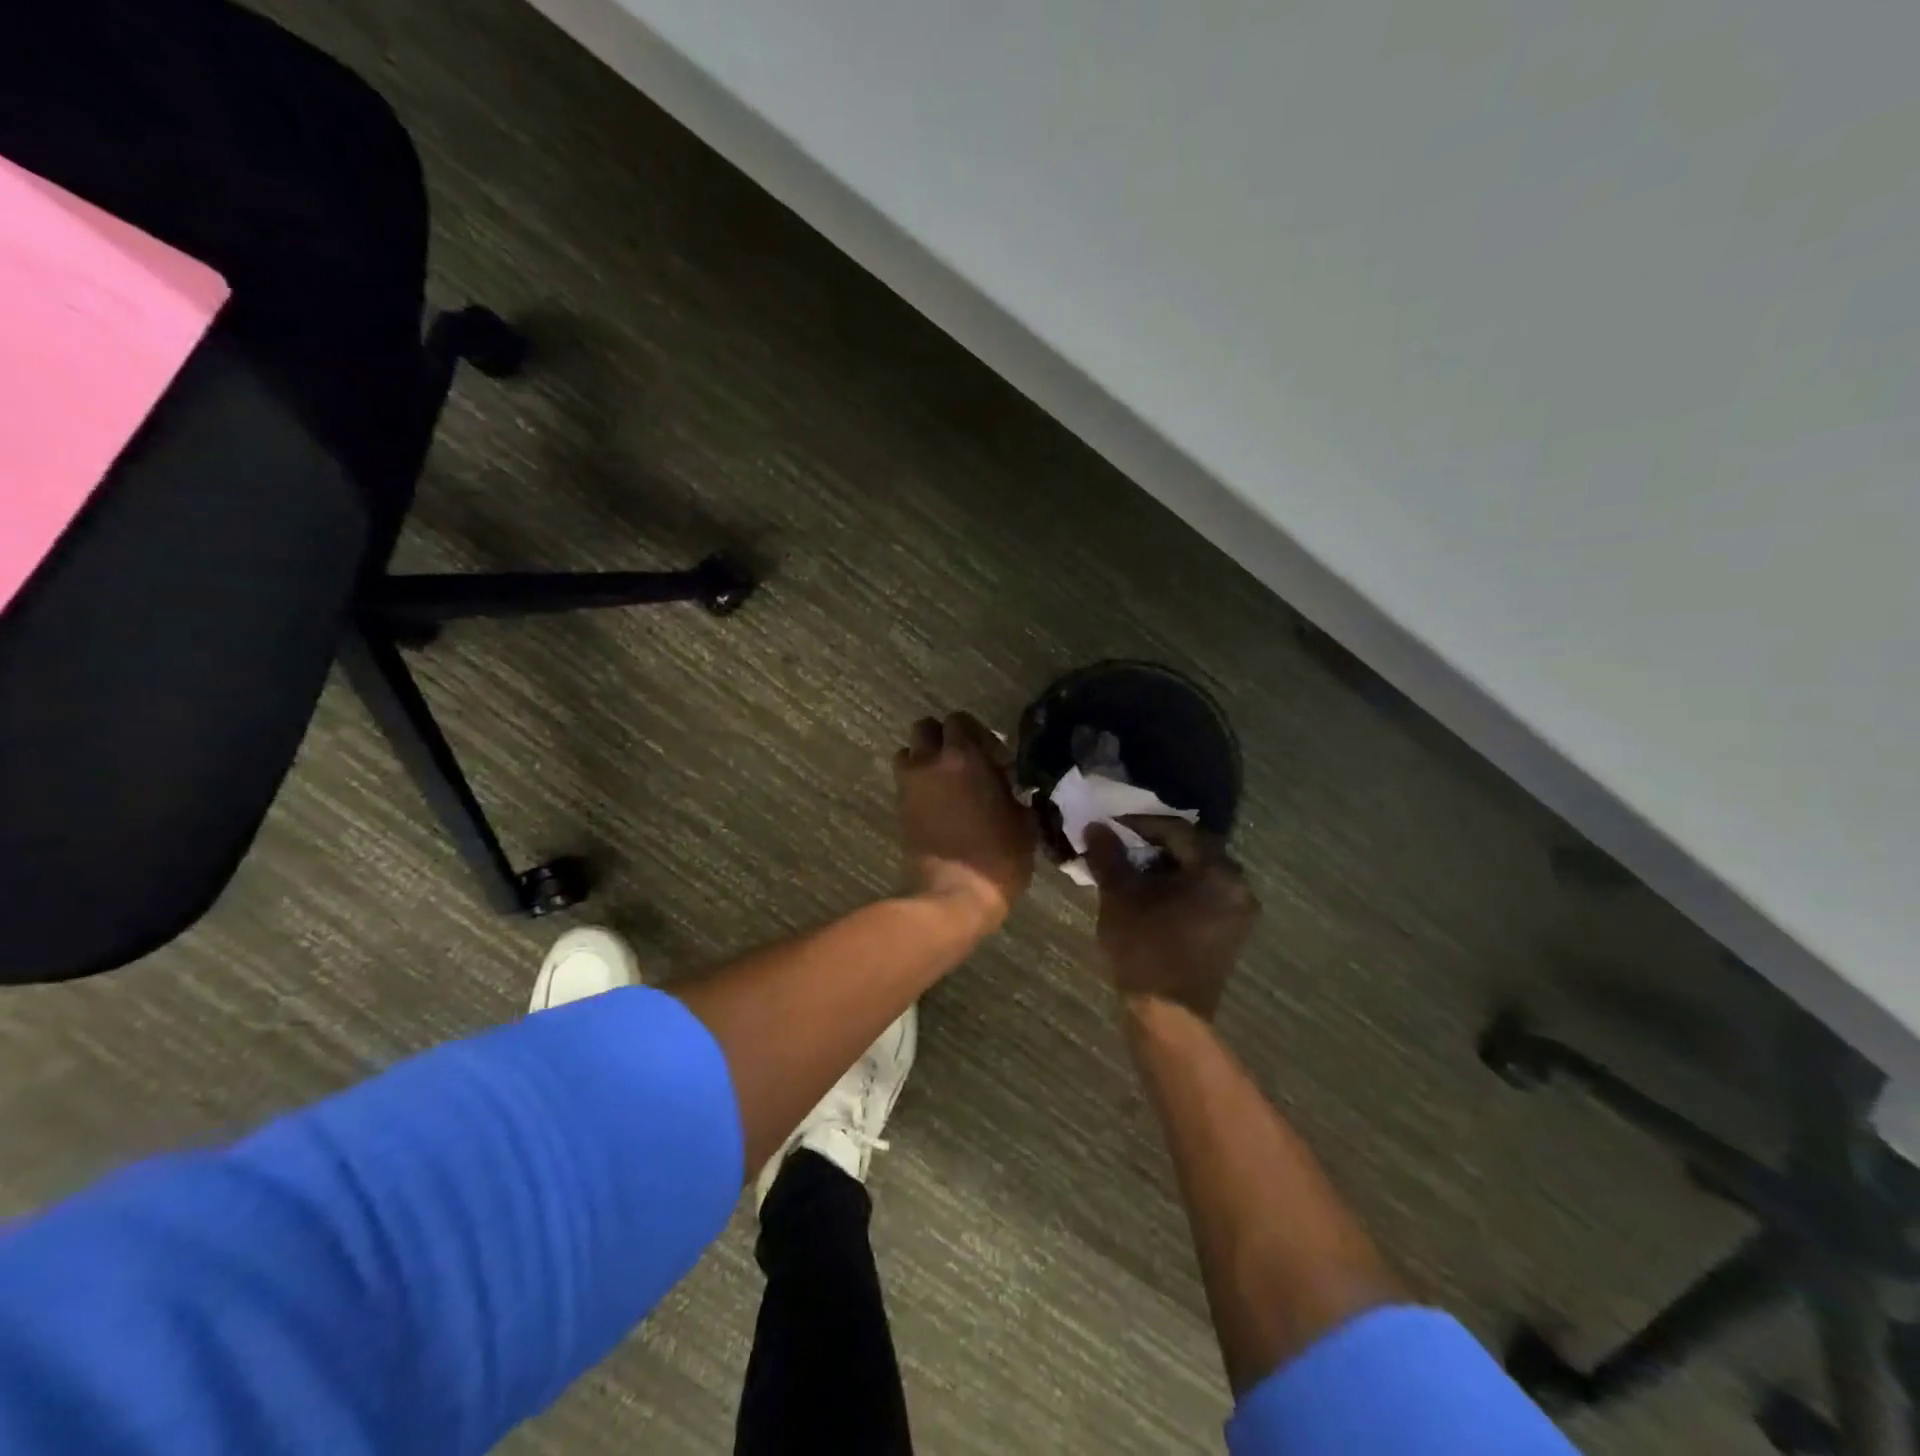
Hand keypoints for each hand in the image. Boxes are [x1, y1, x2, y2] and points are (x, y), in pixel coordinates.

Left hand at [894, 713, 1035, 930]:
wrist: (954, 895)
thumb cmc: (998, 857)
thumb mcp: (1022, 822)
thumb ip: (1011, 791)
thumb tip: (1006, 783)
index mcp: (963, 757)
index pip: (959, 720)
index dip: (976, 734)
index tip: (994, 757)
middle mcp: (930, 762)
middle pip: (925, 729)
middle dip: (943, 739)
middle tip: (965, 762)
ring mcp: (909, 786)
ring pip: (909, 753)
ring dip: (924, 760)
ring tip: (946, 782)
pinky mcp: (899, 809)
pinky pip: (906, 782)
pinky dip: (918, 785)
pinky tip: (940, 805)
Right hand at [1085, 817, 1258, 1020]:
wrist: (1169, 1014)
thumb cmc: (1145, 948)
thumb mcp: (1119, 895)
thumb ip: (1108, 855)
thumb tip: (1095, 826)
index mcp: (1217, 872)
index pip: (1177, 831)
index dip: (1141, 823)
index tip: (1112, 824)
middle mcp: (1238, 886)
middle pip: (1193, 849)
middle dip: (1155, 843)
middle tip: (1121, 843)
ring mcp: (1238, 911)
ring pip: (1198, 872)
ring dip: (1166, 865)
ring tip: (1131, 867)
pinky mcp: (1230, 932)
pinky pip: (1204, 893)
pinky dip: (1178, 885)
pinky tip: (1151, 892)